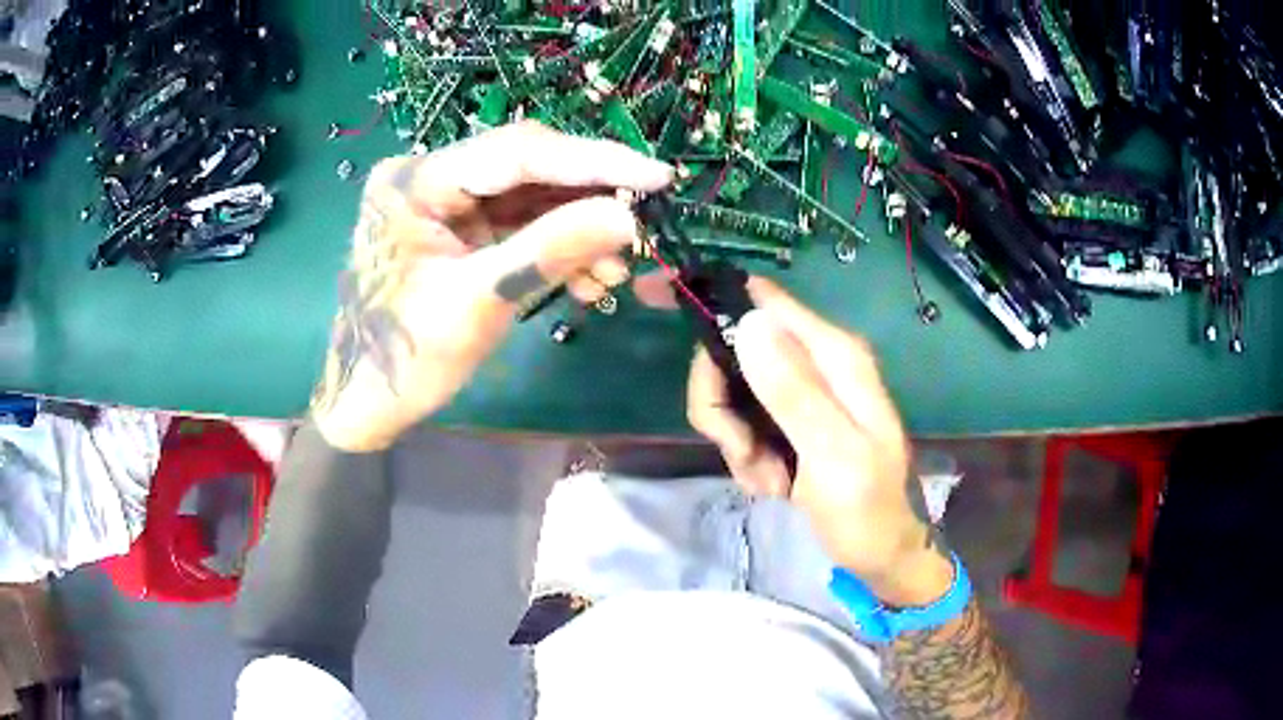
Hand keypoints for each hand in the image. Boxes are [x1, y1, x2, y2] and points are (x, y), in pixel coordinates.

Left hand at [311, 122, 671, 451]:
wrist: (366, 401)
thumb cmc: (405, 357)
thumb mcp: (478, 302)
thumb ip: (550, 252)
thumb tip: (628, 219)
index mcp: (418, 181)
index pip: (519, 152)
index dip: (594, 161)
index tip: (657, 175)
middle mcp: (432, 176)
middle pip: (529, 168)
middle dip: (590, 198)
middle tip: (643, 224)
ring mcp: (447, 202)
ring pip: (533, 197)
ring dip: (580, 229)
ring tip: (617, 269)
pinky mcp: (461, 229)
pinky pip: (522, 225)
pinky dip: (559, 249)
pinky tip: (590, 279)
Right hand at [688, 278, 952, 605]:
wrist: (877, 552)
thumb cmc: (866, 506)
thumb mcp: (833, 452)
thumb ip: (793, 390)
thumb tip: (747, 322)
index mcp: (833, 354)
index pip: (761, 301)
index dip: (710, 301)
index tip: (649, 297)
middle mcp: (814, 362)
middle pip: (731, 353)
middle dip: (724, 409)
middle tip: (744, 452)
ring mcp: (799, 392)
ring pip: (730, 395)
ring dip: (738, 444)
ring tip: (773, 480)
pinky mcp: (787, 420)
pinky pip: (741, 426)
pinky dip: (748, 459)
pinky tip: (775, 485)